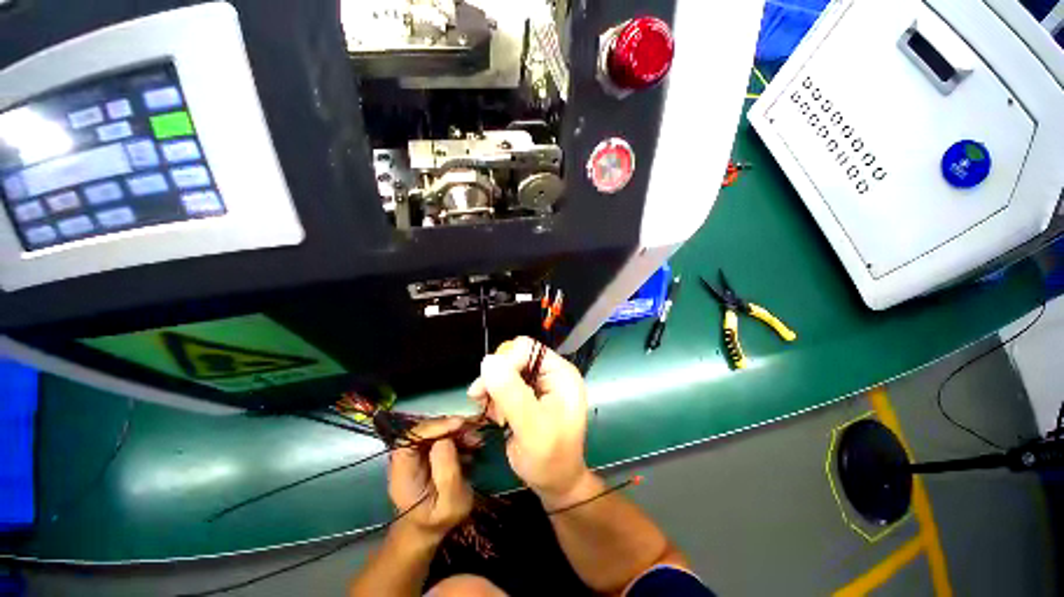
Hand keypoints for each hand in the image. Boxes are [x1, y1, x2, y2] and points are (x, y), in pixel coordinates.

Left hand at [388, 418, 473, 541]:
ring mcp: (416, 452)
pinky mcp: (428, 449)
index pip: (409, 439)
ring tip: (476, 440)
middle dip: (449, 426)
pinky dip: (459, 434)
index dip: (432, 427)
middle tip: (473, 431)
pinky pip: (442, 434)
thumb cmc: (439, 520)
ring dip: (457, 430)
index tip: (457, 424)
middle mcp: (406, 457)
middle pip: (423, 429)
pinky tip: (473, 443)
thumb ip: (447, 475)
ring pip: (435, 429)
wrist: (431, 527)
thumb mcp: (450, 505)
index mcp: (403, 473)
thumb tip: (445, 440)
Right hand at [468, 337, 591, 503]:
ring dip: (493, 389)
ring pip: (506, 370)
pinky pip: (505, 384)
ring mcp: (540, 383)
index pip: (528, 349)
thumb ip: (511, 393)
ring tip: (494, 414)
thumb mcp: (531, 427)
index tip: (487, 388)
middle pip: (515, 357)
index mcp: (561, 373)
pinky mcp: (529, 394)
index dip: (505, 362)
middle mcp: (551, 373)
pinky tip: (496, 415)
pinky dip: (495, 397)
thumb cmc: (549, 459)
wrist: (554, 483)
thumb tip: (488, 360)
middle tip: (482, 400)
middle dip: (496, 378)